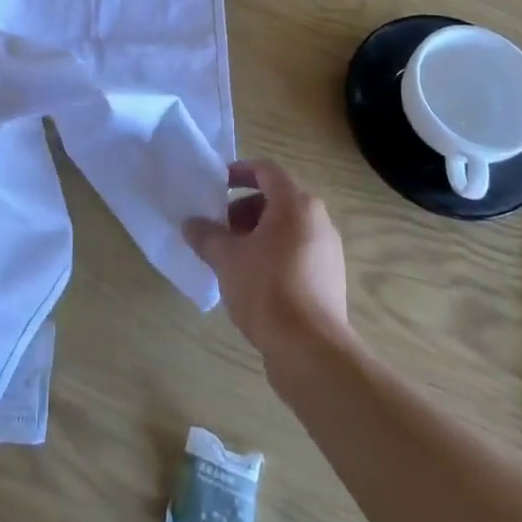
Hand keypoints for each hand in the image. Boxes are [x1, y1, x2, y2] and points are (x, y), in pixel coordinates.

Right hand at [184, 160, 350, 366]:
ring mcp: (328, 250)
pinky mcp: (330, 279)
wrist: (311, 351)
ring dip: (258, 235)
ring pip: (287, 228)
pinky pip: (297, 252)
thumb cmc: (267, 290)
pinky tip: (253, 282)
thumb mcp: (227, 259)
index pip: (267, 170)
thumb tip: (190, 224)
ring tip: (232, 258)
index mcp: (296, 204)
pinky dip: (274, 255)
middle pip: (277, 200)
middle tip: (220, 230)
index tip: (217, 185)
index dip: (240, 172)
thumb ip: (206, 236)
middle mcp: (318, 220)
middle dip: (244, 210)